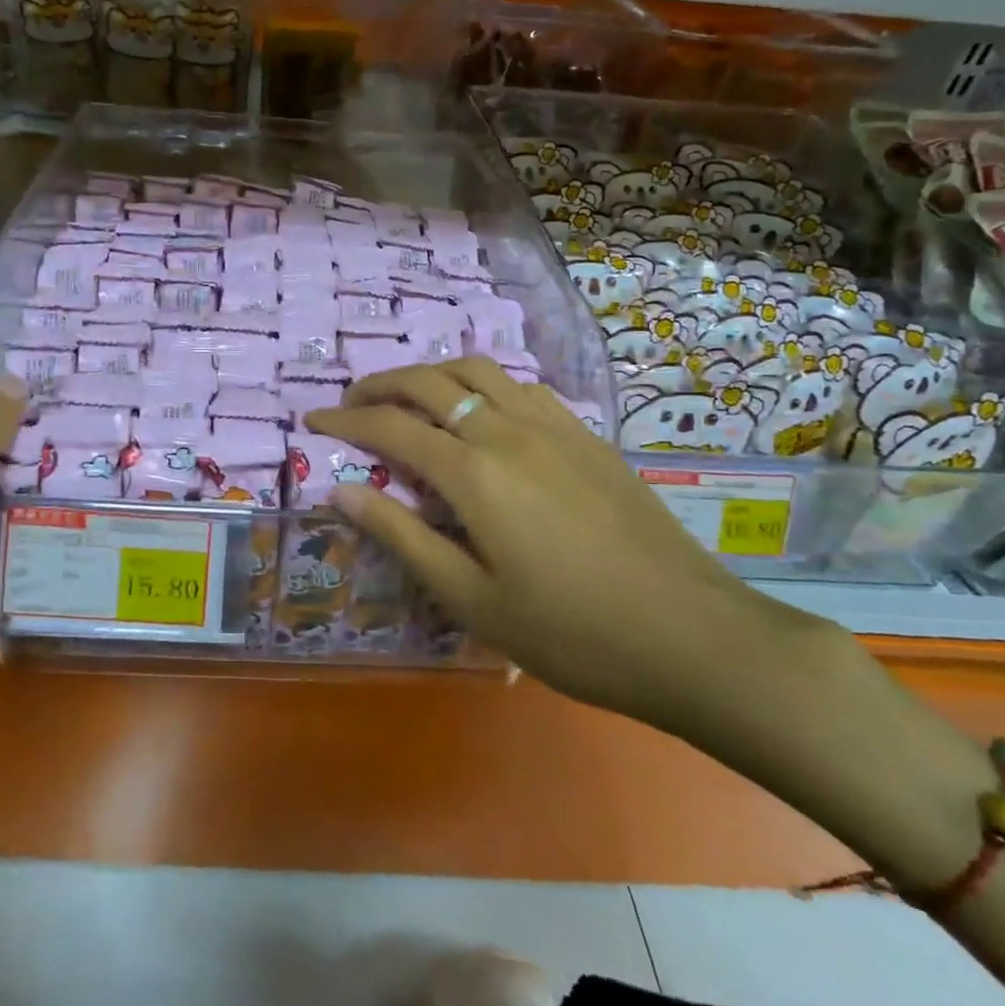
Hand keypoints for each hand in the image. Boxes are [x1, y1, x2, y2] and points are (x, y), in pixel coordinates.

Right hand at [305, 358, 822, 732]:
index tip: (313, 420)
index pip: (391, 426)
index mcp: (473, 473)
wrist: (691, 635)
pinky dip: (481, 383)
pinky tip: (480, 411)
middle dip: (380, 384)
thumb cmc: (570, 632)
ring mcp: (552, 426)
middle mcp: (507, 431)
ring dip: (432, 373)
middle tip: (352, 403)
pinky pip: (520, 385)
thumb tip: (341, 489)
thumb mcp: (471, 599)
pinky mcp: (584, 434)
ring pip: (477, 370)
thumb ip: (403, 536)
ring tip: (409, 397)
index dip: (345, 420)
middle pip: (430, 381)